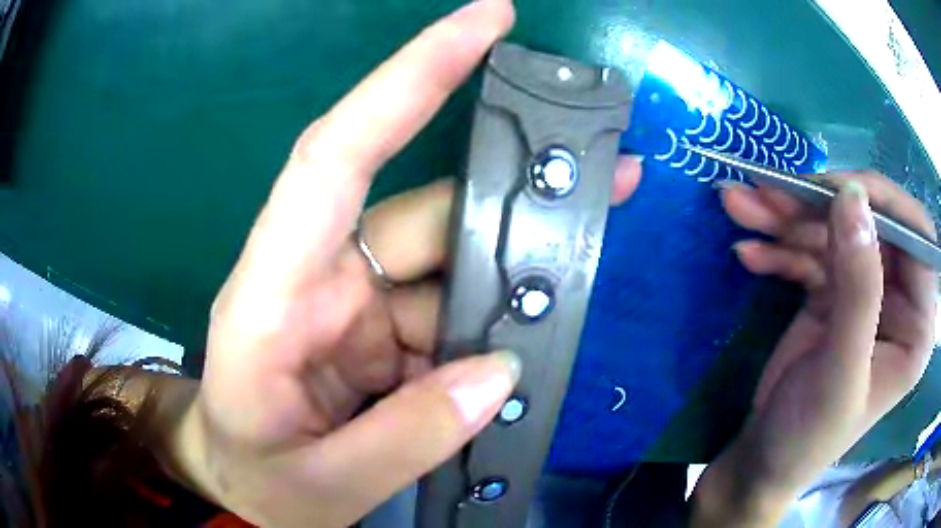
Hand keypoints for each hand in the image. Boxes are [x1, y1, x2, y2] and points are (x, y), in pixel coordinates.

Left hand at [174, 2, 642, 525]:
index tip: (487, 20)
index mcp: (273, 297)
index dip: (411, 75)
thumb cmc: (255, 479)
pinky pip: (449, 312)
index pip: (338, 153)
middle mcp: (315, 279)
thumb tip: (498, 372)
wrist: (236, 484)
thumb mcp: (324, 482)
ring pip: (449, 264)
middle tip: (607, 170)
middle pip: (424, 211)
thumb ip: (408, 437)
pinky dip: (494, 326)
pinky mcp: (376, 333)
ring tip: (585, 270)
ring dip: (516, 275)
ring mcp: (351, 305)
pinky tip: (527, 348)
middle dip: (514, 193)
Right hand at [693, 174, 936, 525]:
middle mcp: (897, 300)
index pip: (918, 240)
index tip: (839, 192)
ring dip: (786, 219)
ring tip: (740, 207)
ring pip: (833, 233)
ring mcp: (862, 294)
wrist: (760, 462)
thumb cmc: (810, 436)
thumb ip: (858, 287)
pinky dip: (777, 249)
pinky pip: (808, 254)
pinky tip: (748, 253)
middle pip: (870, 226)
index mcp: (916, 324)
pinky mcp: (830, 295)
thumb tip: (853, 197)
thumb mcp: (841, 370)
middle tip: (768, 193)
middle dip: (818, 207)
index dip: (887, 206)